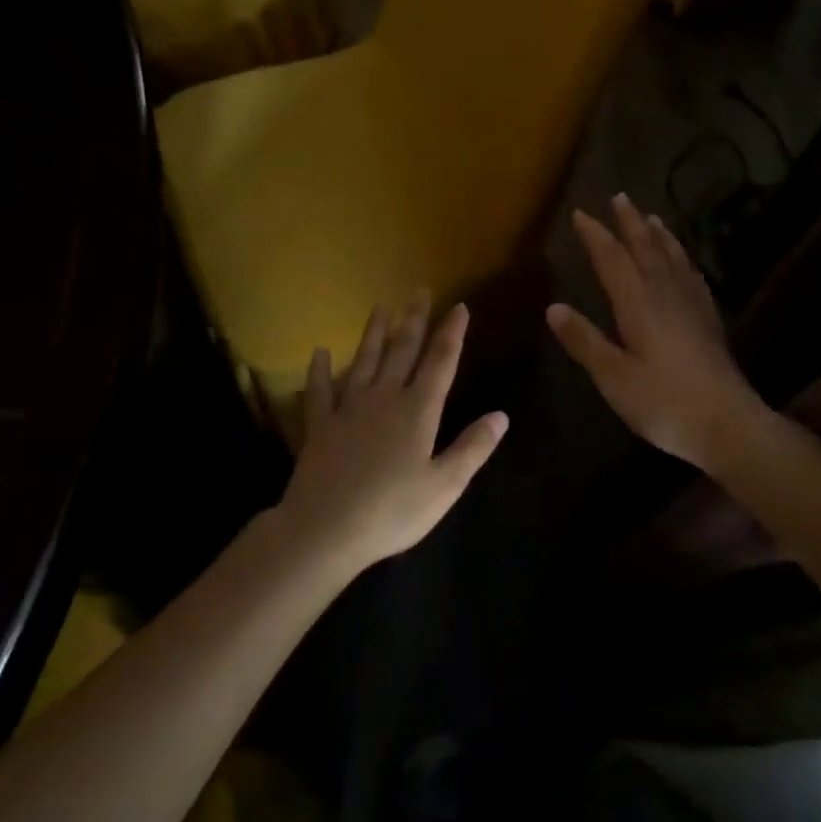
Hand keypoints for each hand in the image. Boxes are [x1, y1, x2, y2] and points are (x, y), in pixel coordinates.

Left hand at [280, 294, 507, 570]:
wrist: (325, 529)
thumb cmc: (392, 511)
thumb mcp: (444, 486)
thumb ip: (472, 448)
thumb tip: (501, 415)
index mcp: (418, 410)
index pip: (440, 362)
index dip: (452, 333)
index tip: (459, 306)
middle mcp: (384, 398)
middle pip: (402, 351)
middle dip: (414, 320)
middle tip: (420, 292)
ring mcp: (348, 408)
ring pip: (364, 360)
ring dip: (374, 332)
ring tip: (380, 306)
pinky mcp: (320, 424)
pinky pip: (319, 390)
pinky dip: (319, 370)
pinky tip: (319, 352)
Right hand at [546, 195, 767, 471]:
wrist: (728, 423)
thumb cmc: (663, 402)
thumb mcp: (613, 377)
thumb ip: (585, 340)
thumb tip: (553, 308)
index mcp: (638, 303)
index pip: (612, 259)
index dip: (595, 235)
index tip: (580, 213)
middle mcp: (665, 293)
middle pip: (645, 248)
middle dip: (629, 222)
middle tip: (619, 197)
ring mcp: (692, 305)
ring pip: (672, 257)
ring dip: (658, 234)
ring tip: (650, 216)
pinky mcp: (708, 320)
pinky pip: (692, 276)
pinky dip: (683, 260)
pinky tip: (684, 262)